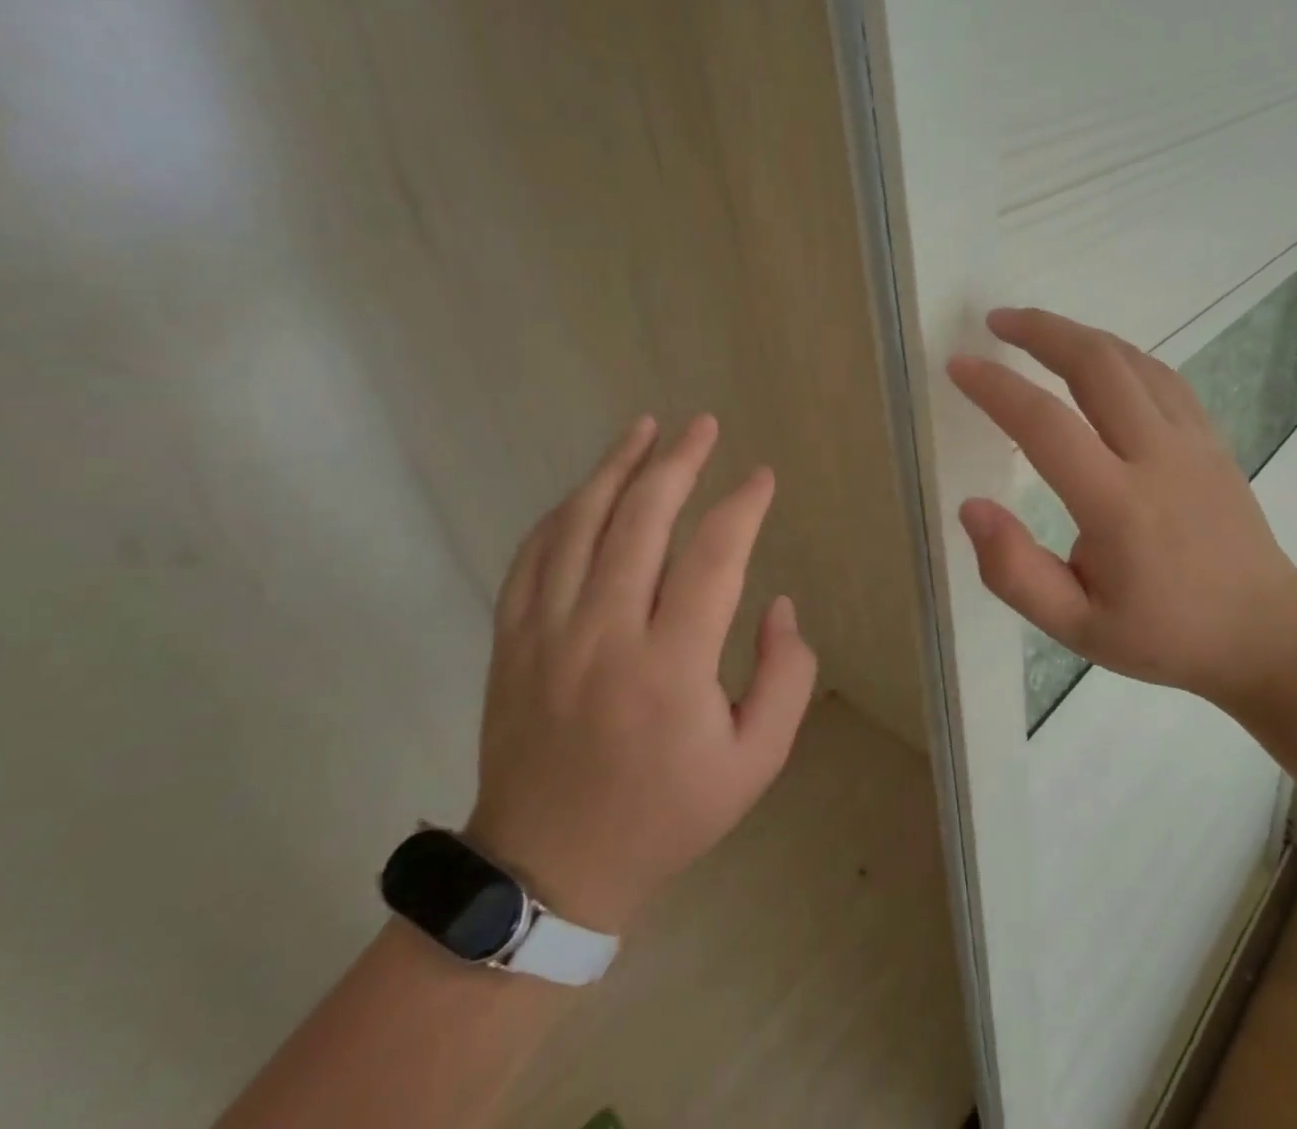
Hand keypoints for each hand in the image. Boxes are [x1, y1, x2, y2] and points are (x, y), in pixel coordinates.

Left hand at [464, 414, 816, 934]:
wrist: (547, 871)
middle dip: (679, 461)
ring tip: (645, 428)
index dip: (743, 506)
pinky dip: (564, 511)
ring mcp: (547, 633)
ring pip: (580, 524)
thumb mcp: (755, 763)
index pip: (714, 556)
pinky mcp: (511, 642)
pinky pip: (533, 556)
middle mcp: (605, 634)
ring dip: (616, 467)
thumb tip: (780, 605)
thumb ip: (784, 677)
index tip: (763, 478)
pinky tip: (588, 488)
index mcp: (672, 665)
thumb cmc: (665, 815)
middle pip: (641, 519)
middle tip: (704, 425)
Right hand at [947, 308, 1296, 707]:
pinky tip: (1096, 358)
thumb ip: (1015, 573)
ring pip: (1131, 360)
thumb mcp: (1077, 629)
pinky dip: (1118, 354)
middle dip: (1040, 331)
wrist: (1266, 632)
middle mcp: (1157, 457)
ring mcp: (1192, 440)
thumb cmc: (1165, 636)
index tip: (959, 365)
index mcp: (1118, 506)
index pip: (1046, 426)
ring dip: (1077, 334)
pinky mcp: (1210, 438)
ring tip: (1034, 329)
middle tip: (995, 321)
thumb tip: (971, 508)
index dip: (996, 389)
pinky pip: (1160, 376)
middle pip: (1096, 365)